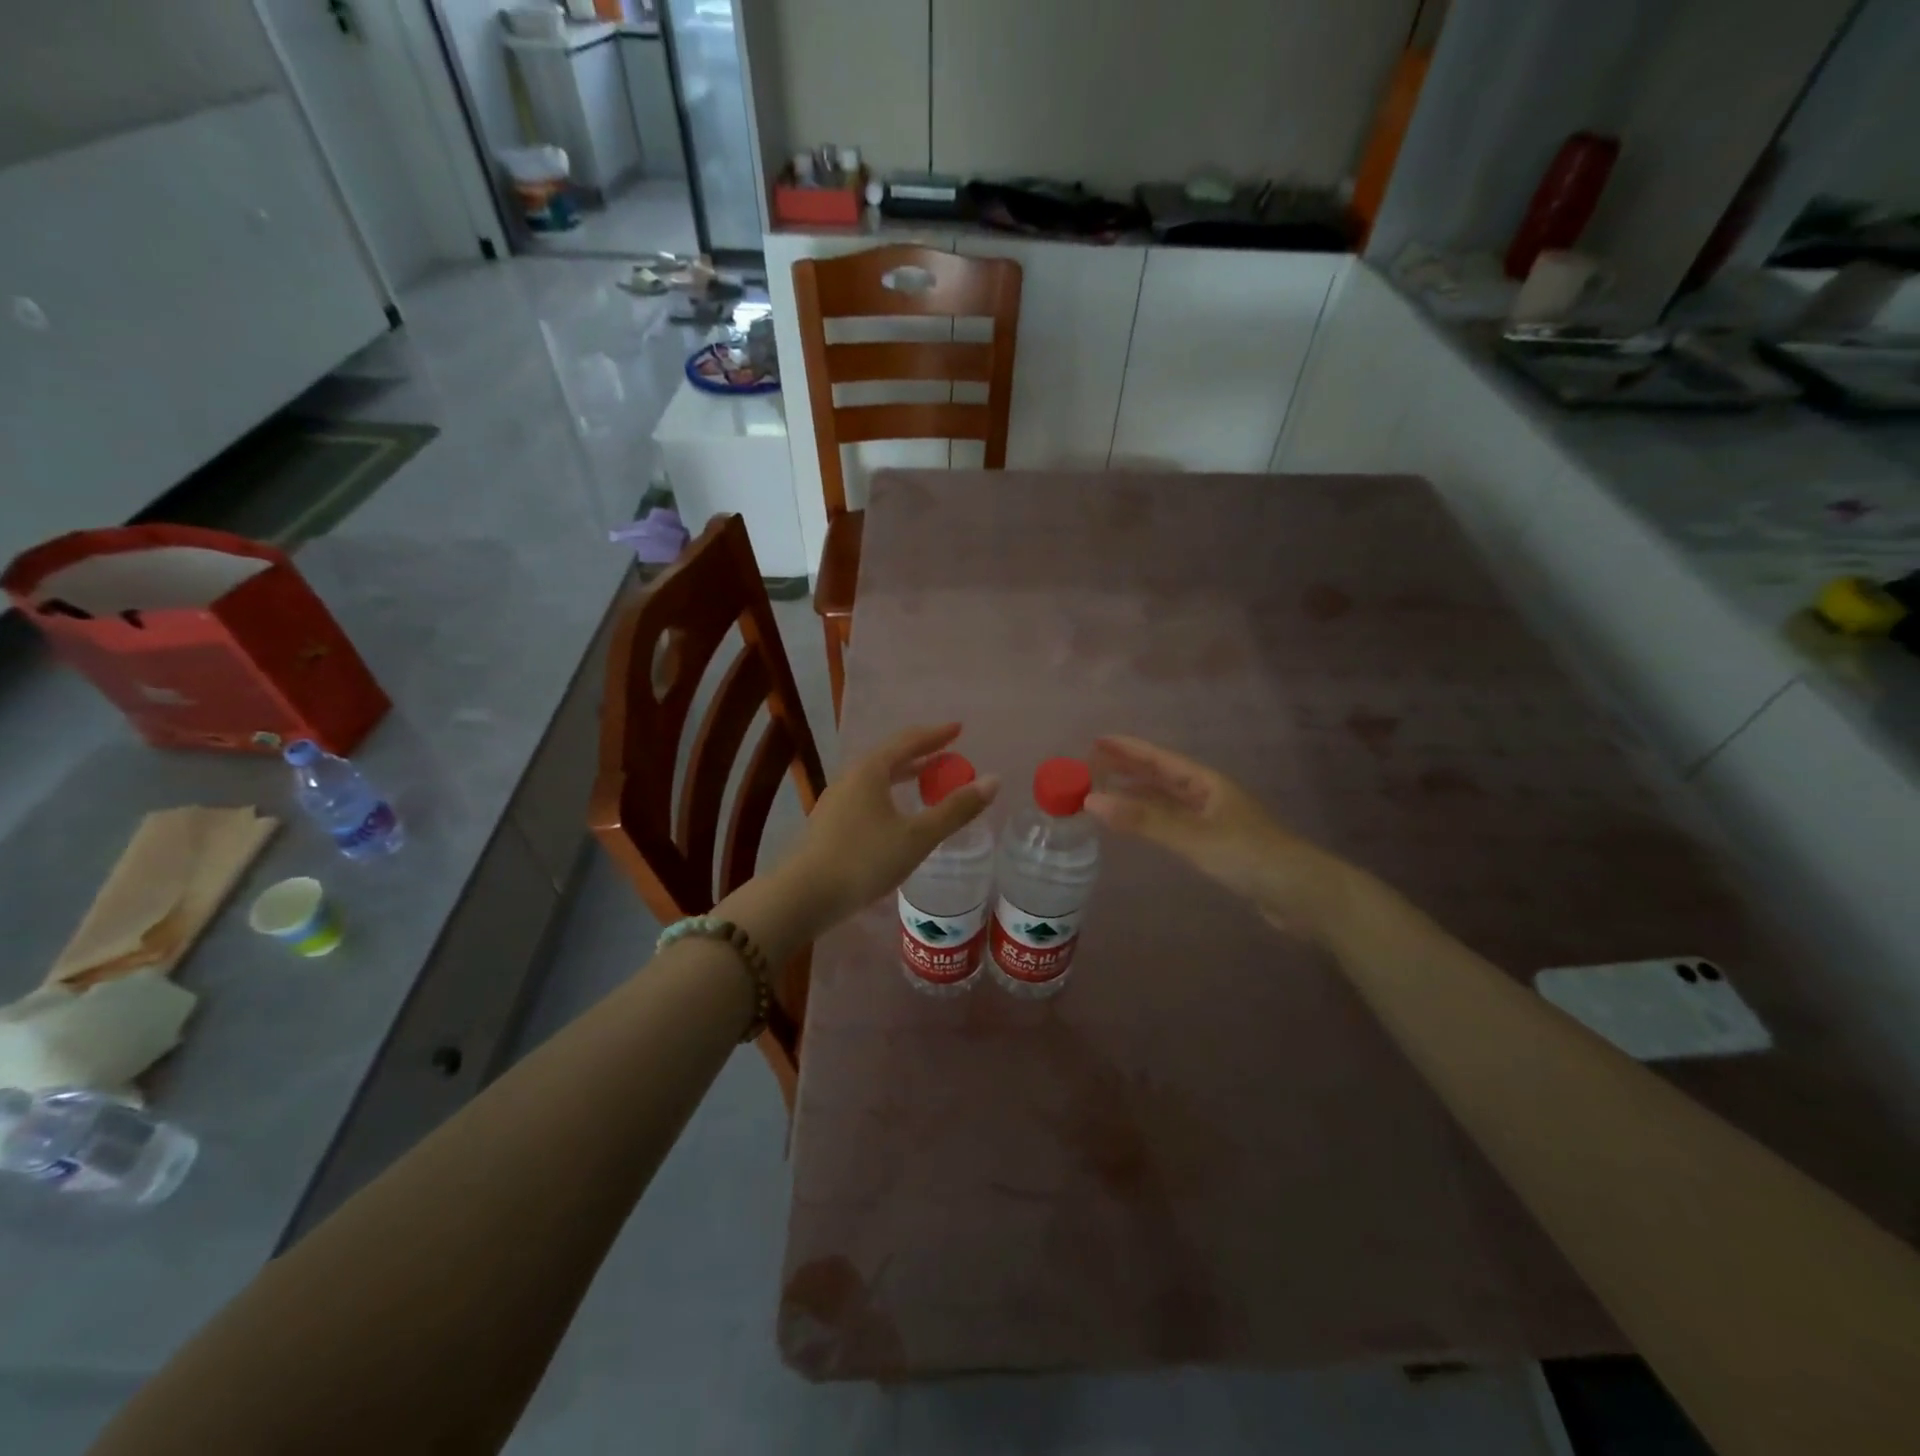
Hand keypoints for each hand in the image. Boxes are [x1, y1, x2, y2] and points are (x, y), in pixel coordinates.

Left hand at [784, 724, 998, 931]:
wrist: (803, 896)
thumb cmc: (864, 860)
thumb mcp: (917, 837)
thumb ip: (955, 809)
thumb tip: (993, 780)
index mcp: (870, 771)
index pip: (908, 741)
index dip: (936, 734)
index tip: (959, 728)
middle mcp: (850, 778)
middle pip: (890, 757)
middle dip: (920, 754)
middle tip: (947, 755)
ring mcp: (836, 801)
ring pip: (876, 778)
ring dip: (903, 775)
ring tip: (925, 781)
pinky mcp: (829, 824)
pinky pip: (867, 797)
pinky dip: (889, 795)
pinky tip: (895, 816)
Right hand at [1085, 736, 1355, 943]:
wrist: (1304, 895)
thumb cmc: (1251, 856)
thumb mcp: (1195, 837)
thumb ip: (1144, 820)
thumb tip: (1092, 801)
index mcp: (1207, 783)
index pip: (1160, 759)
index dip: (1129, 748)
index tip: (1096, 741)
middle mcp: (1209, 796)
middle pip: (1162, 776)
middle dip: (1129, 769)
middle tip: (1092, 765)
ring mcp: (1213, 821)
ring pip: (1167, 801)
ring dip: (1138, 795)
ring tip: (1106, 793)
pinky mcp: (1216, 847)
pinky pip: (1173, 824)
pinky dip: (1151, 820)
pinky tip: (1138, 827)